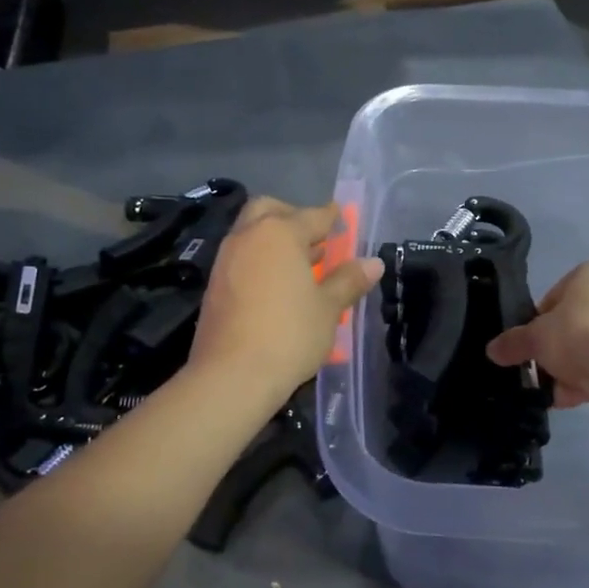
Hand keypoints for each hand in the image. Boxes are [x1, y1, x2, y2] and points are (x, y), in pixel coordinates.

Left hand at [189, 198, 382, 399]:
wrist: (231, 376)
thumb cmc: (289, 335)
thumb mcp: (329, 308)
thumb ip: (349, 280)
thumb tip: (373, 262)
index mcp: (279, 233)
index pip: (313, 215)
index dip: (332, 217)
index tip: (343, 219)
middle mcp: (249, 237)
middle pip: (270, 211)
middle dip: (293, 217)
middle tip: (315, 239)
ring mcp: (226, 259)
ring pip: (252, 234)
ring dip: (275, 240)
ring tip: (302, 266)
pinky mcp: (214, 285)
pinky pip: (242, 258)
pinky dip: (260, 260)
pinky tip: (277, 287)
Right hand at [485, 260, 588, 412]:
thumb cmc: (578, 334)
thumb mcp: (536, 338)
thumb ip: (514, 342)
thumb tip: (492, 350)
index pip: (556, 295)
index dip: (538, 322)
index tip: (531, 343)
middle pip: (576, 323)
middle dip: (557, 351)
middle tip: (542, 369)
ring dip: (573, 370)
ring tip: (556, 392)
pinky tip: (576, 399)